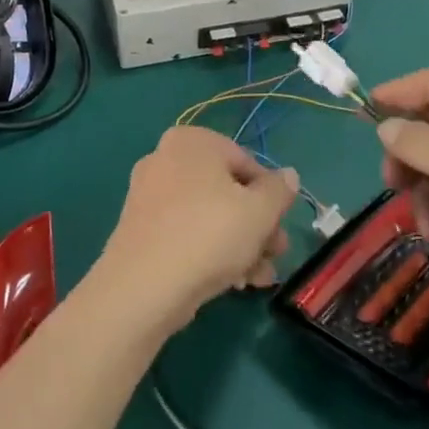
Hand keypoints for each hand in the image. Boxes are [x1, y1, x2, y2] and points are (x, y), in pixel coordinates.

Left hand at [97, 126, 297, 331]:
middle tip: (275, 254)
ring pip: (208, 215)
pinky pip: (185, 232)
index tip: (281, 226)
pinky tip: (232, 283)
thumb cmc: (209, 234)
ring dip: (240, 244)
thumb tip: (288, 175)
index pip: (246, 162)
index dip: (270, 196)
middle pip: (227, 190)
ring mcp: (149, 194)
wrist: (144, 287)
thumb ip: (279, 190)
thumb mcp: (259, 211)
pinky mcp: (140, 229)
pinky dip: (210, 251)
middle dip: (257, 225)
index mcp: (192, 141)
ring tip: (259, 278)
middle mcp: (166, 158)